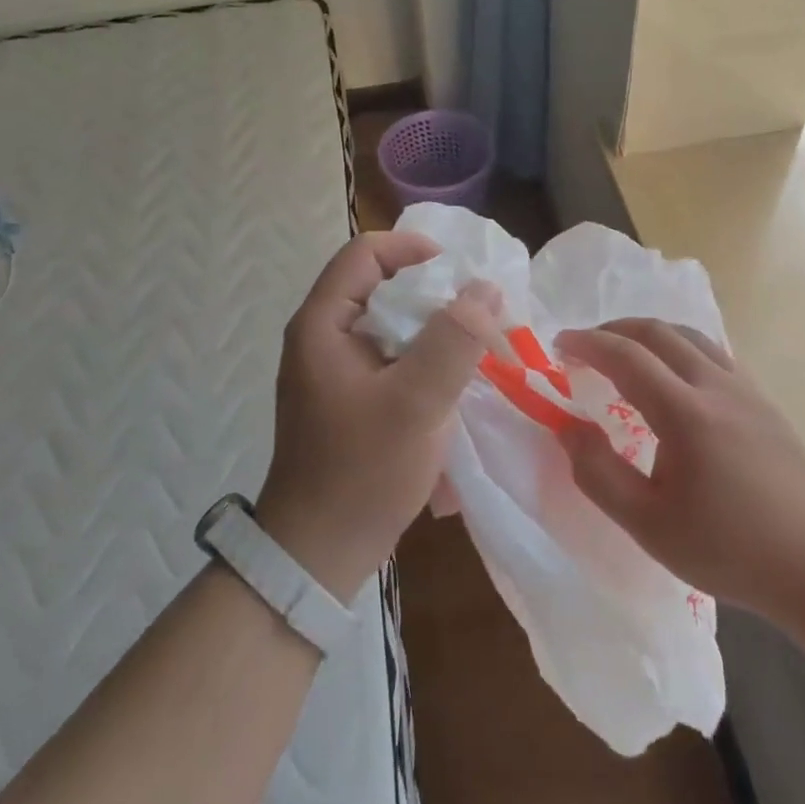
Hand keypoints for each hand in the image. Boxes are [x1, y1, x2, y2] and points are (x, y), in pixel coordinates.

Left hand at [258, 233, 498, 601]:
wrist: (319, 553)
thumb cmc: (362, 472)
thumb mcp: (416, 402)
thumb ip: (454, 341)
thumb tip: (485, 288)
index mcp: (322, 323)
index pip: (365, 252)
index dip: (414, 250)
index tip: (461, 274)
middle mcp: (323, 336)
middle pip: (381, 284)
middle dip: (434, 291)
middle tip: (481, 310)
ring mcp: (336, 369)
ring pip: (391, 322)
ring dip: (435, 326)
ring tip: (478, 343)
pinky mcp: (351, 396)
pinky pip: (393, 356)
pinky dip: (426, 356)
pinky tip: (456, 379)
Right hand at [554, 319, 804, 622]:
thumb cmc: (729, 549)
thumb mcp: (648, 524)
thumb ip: (598, 473)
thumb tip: (567, 426)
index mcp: (685, 413)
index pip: (627, 356)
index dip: (588, 344)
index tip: (559, 345)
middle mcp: (717, 386)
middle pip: (659, 332)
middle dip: (615, 329)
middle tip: (585, 345)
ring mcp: (747, 390)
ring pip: (691, 336)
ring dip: (650, 333)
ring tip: (625, 351)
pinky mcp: (765, 402)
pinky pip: (715, 352)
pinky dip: (681, 347)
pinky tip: (675, 375)